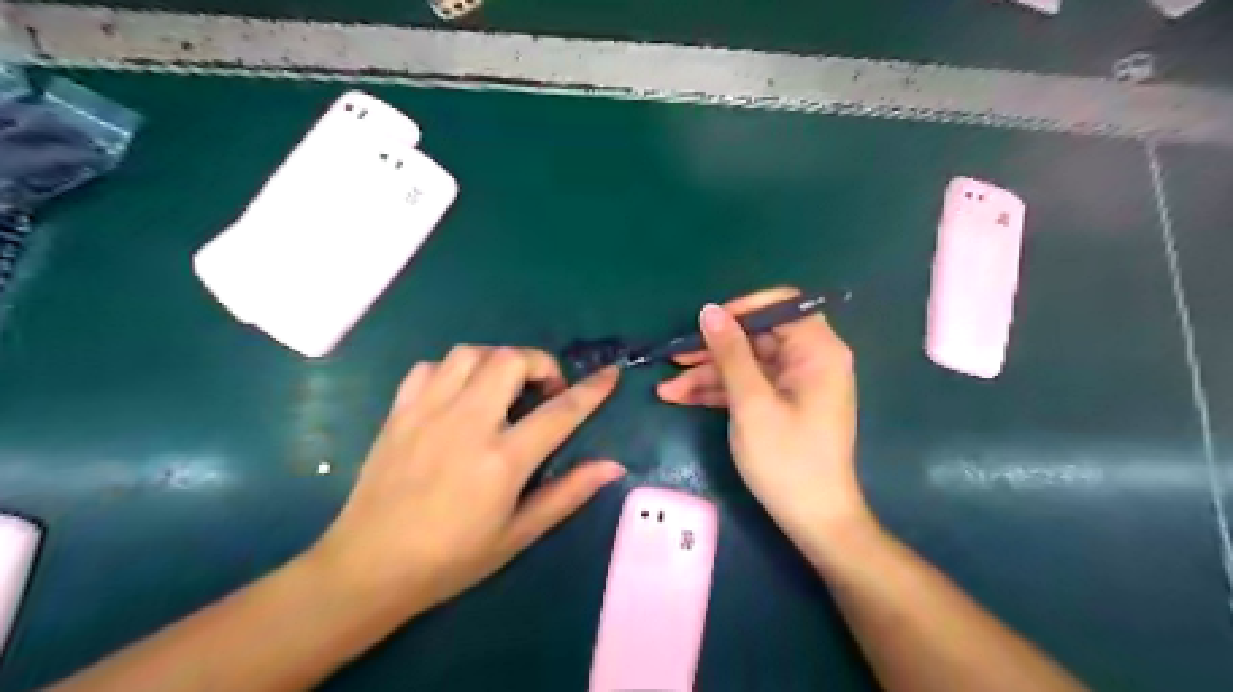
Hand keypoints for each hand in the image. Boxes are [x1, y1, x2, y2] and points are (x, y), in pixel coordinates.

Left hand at [314, 345, 622, 614]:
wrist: (369, 567)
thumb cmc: (452, 559)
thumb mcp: (519, 534)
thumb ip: (568, 493)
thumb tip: (613, 466)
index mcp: (502, 459)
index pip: (560, 412)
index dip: (592, 389)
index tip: (610, 374)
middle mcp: (467, 423)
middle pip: (511, 360)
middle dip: (540, 364)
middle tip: (544, 392)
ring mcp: (428, 412)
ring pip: (470, 353)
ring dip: (497, 361)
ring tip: (503, 388)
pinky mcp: (399, 412)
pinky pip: (430, 367)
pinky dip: (454, 370)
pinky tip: (459, 395)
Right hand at [653, 285, 863, 544]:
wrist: (814, 520)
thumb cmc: (787, 460)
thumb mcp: (751, 403)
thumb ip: (730, 353)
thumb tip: (709, 310)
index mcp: (817, 351)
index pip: (780, 305)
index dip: (740, 310)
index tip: (705, 325)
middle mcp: (810, 360)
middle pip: (756, 337)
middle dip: (712, 350)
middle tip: (673, 358)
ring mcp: (795, 383)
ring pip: (746, 364)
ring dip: (707, 375)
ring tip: (666, 389)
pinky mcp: (783, 403)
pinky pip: (748, 386)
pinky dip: (719, 392)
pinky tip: (681, 398)